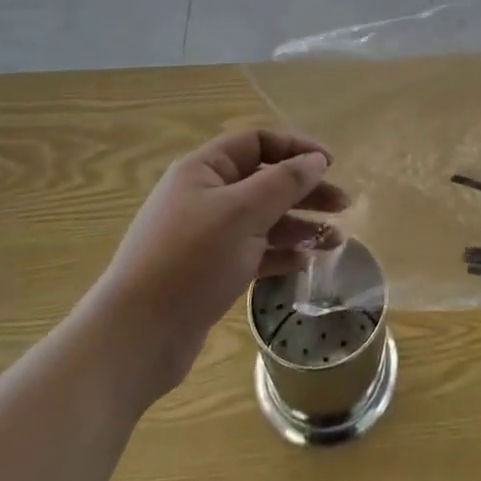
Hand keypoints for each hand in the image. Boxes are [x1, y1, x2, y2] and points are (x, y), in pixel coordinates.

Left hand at [97, 129, 346, 397]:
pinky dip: (280, 253)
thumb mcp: (243, 213)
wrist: (136, 338)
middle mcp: (205, 196)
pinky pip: (254, 251)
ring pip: (263, 219)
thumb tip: (316, 160)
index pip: (257, 142)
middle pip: (265, 181)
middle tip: (344, 205)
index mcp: (204, 170)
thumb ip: (284, 182)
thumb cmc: (190, 260)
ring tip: (335, 241)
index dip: (295, 148)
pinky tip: (306, 262)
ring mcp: (207, 236)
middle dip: (305, 190)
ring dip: (299, 225)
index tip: (330, 164)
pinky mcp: (210, 272)